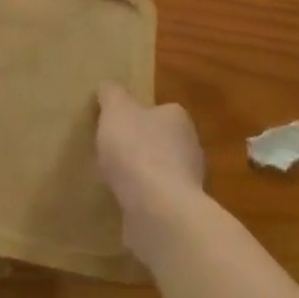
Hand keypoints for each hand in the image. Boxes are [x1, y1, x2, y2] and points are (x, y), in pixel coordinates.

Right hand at [96, 83, 204, 262]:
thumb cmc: (137, 149)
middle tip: (114, 151)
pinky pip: (158, 199)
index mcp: (178, 119)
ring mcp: (189, 182)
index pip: (161, 110)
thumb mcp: (116, 111)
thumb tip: (108, 86)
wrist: (158, 209)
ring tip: (115, 179)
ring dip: (144, 175)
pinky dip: (144, 200)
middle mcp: (190, 147)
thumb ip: (112, 95)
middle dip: (143, 146)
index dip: (139, 115)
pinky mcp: (181, 211)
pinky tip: (124, 202)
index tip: (118, 123)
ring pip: (162, 172)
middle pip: (163, 141)